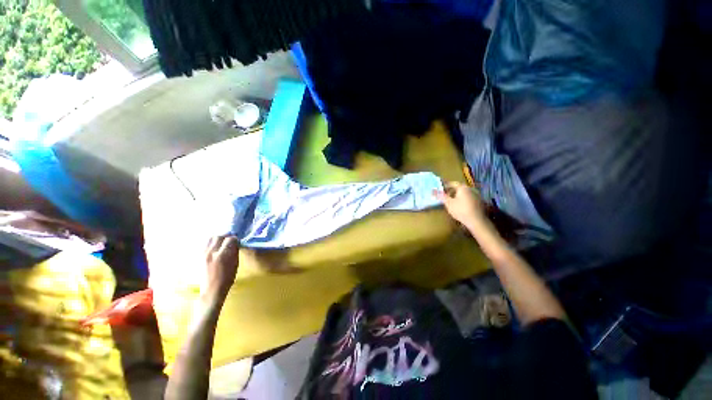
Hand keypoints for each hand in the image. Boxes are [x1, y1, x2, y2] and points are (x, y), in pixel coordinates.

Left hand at [202, 235, 239, 303]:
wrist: (211, 290)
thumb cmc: (227, 278)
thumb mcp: (235, 264)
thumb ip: (234, 252)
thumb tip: (235, 243)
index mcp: (222, 255)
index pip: (230, 239)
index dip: (235, 239)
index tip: (237, 242)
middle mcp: (211, 252)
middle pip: (219, 236)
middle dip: (226, 237)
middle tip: (230, 241)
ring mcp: (203, 254)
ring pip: (210, 239)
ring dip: (218, 239)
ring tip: (222, 243)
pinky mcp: (198, 257)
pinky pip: (205, 244)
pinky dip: (211, 243)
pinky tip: (215, 248)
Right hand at [434, 181, 486, 227]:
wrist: (476, 221)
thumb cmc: (460, 210)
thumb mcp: (448, 203)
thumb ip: (441, 196)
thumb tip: (433, 190)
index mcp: (463, 187)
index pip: (452, 183)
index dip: (445, 186)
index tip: (440, 189)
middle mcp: (471, 189)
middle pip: (459, 188)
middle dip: (451, 191)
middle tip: (445, 195)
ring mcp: (476, 195)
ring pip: (464, 193)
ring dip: (457, 195)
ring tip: (452, 201)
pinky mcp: (479, 202)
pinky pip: (469, 198)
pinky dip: (463, 199)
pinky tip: (460, 205)